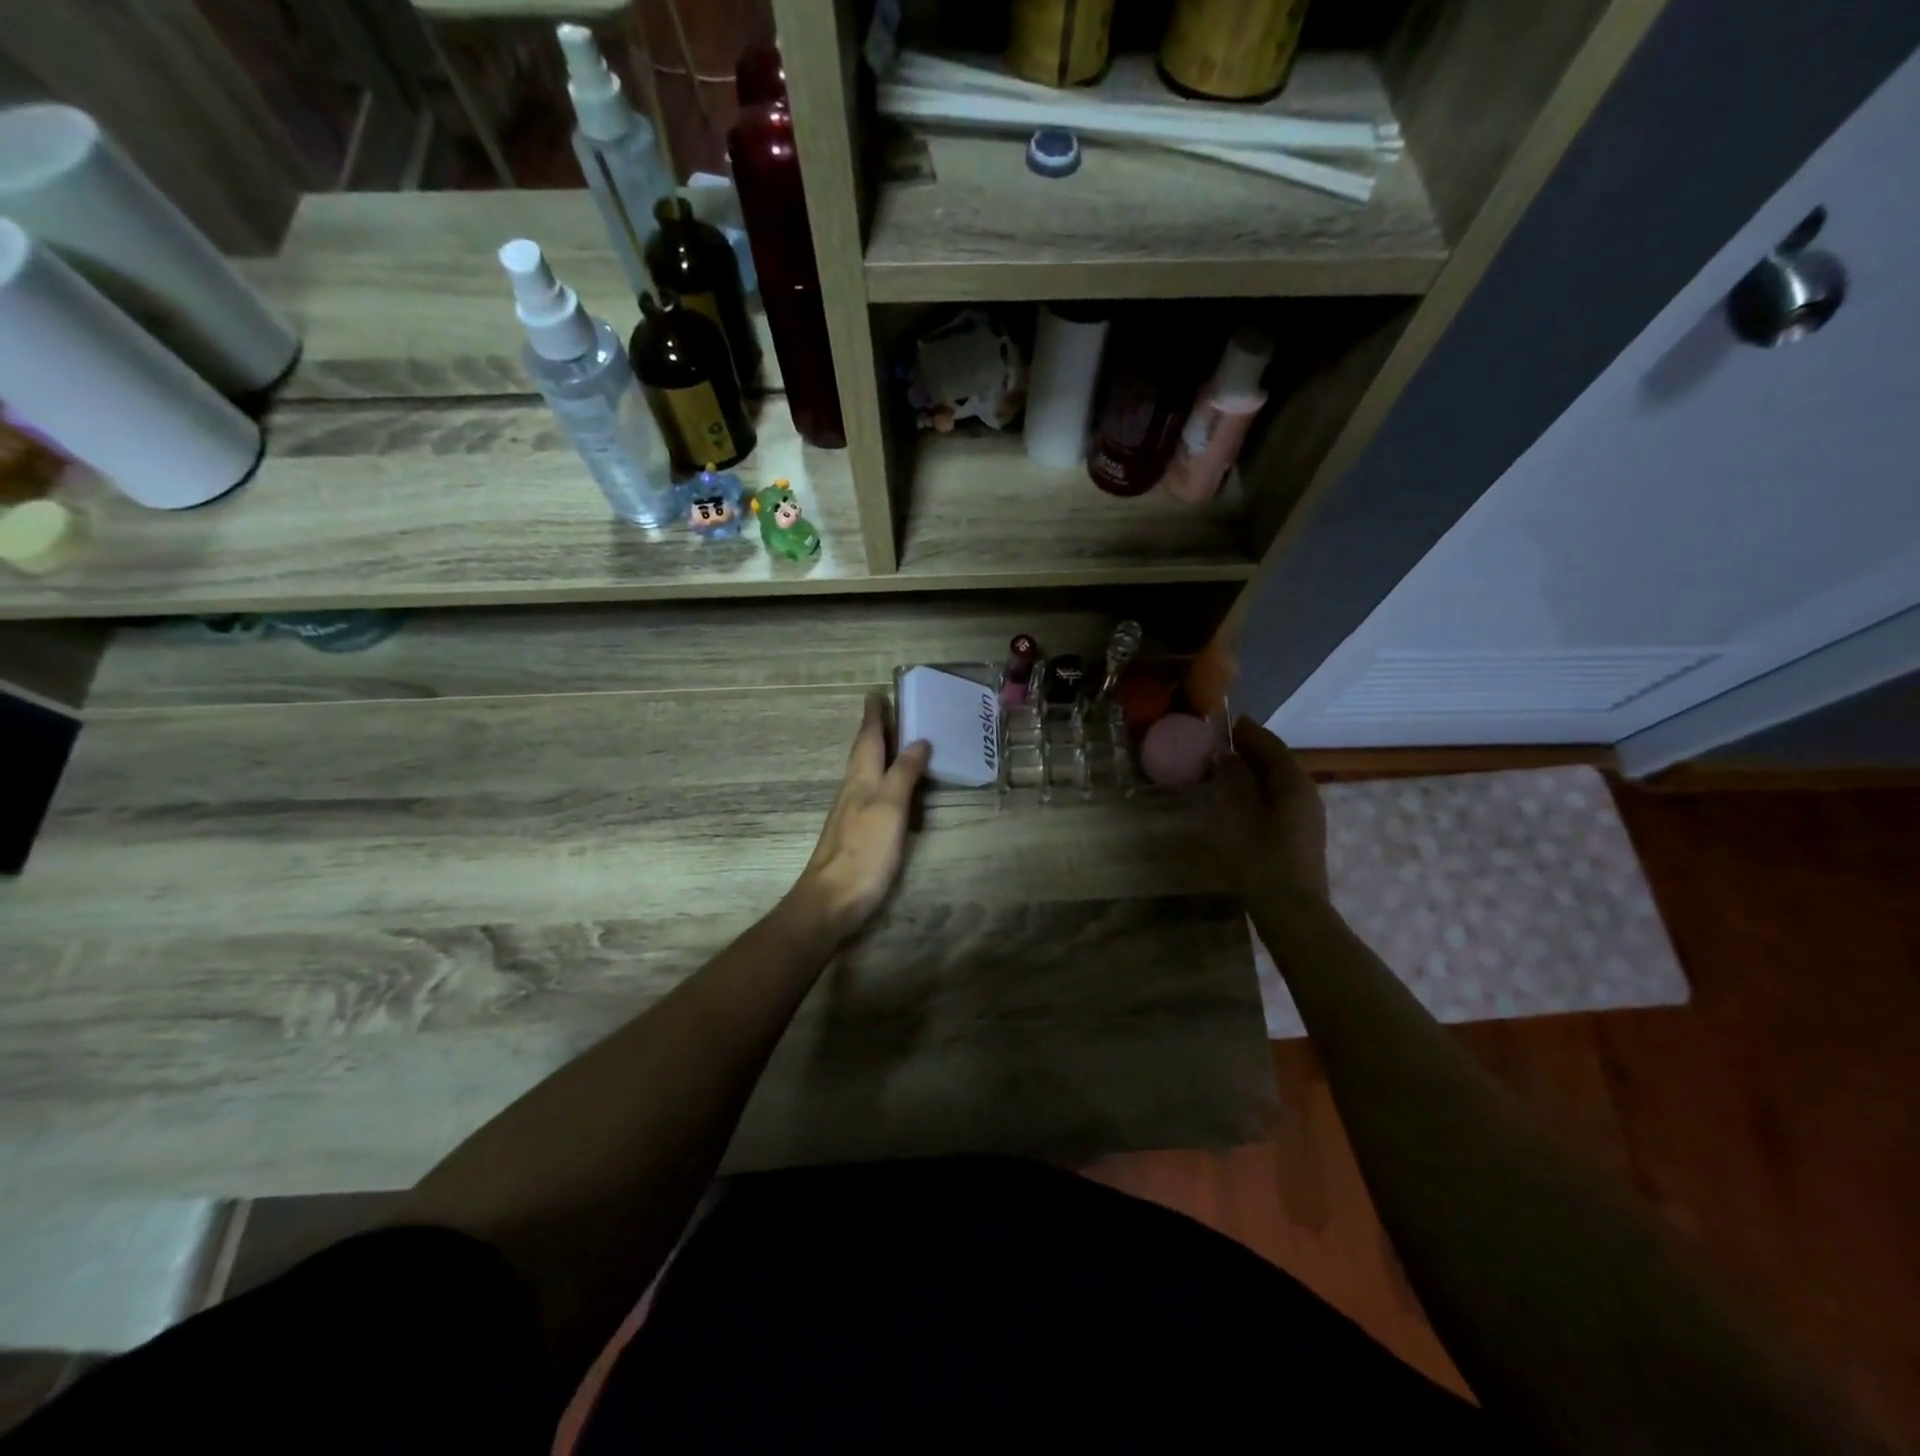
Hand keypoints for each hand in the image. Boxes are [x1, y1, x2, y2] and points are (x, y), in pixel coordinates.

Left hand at [792, 694, 930, 940]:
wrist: (832, 900)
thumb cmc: (864, 850)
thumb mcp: (889, 807)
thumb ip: (903, 773)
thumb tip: (918, 740)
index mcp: (860, 779)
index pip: (867, 738)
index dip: (874, 717)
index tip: (876, 694)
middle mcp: (852, 790)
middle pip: (863, 753)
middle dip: (875, 731)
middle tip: (889, 711)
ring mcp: (851, 812)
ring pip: (865, 772)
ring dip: (878, 754)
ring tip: (895, 742)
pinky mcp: (856, 833)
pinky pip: (871, 793)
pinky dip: (882, 780)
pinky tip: (890, 788)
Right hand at [1215, 716, 1329, 902]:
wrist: (1291, 911)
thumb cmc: (1260, 857)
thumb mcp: (1237, 812)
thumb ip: (1232, 778)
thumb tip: (1227, 754)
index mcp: (1293, 780)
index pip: (1268, 742)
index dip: (1243, 730)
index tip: (1219, 721)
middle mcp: (1305, 792)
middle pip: (1274, 761)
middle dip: (1245, 751)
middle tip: (1211, 747)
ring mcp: (1306, 816)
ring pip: (1274, 783)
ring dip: (1249, 774)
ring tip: (1218, 773)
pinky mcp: (1299, 836)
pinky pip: (1274, 802)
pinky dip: (1254, 794)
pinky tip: (1234, 804)